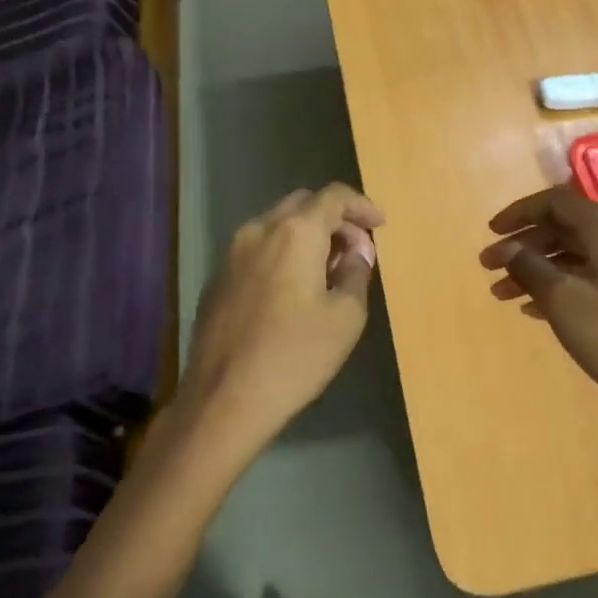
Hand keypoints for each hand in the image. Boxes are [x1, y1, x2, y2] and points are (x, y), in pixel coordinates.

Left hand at [181, 184, 384, 456]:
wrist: (223, 400)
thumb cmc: (295, 356)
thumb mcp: (346, 316)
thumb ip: (356, 272)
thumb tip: (356, 252)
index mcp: (295, 233)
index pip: (334, 196)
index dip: (361, 205)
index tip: (379, 224)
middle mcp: (259, 231)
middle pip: (303, 204)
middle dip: (334, 218)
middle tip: (355, 248)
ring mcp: (232, 254)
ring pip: (277, 225)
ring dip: (306, 235)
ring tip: (327, 269)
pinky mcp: (217, 279)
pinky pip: (257, 249)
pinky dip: (282, 254)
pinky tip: (293, 289)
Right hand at [481, 186, 597, 419]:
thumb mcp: (561, 297)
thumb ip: (528, 265)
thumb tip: (506, 248)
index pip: (557, 202)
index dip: (520, 212)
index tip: (491, 232)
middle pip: (564, 227)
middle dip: (523, 245)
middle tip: (488, 267)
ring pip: (573, 255)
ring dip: (535, 269)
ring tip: (500, 294)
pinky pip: (586, 277)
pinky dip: (556, 286)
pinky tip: (530, 308)